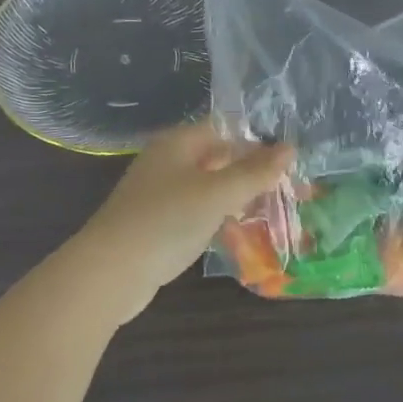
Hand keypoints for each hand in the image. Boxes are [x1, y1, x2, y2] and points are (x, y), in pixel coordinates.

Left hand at [79, 123, 292, 307]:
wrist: (110, 272)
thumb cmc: (167, 220)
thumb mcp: (218, 193)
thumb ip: (255, 172)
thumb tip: (290, 148)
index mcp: (178, 142)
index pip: (226, 129)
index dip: (258, 142)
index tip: (292, 161)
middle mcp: (168, 161)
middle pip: (219, 158)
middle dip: (253, 173)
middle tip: (292, 190)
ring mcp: (160, 193)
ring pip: (209, 188)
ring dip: (239, 198)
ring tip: (274, 212)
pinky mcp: (158, 223)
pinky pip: (197, 212)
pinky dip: (219, 218)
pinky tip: (239, 232)